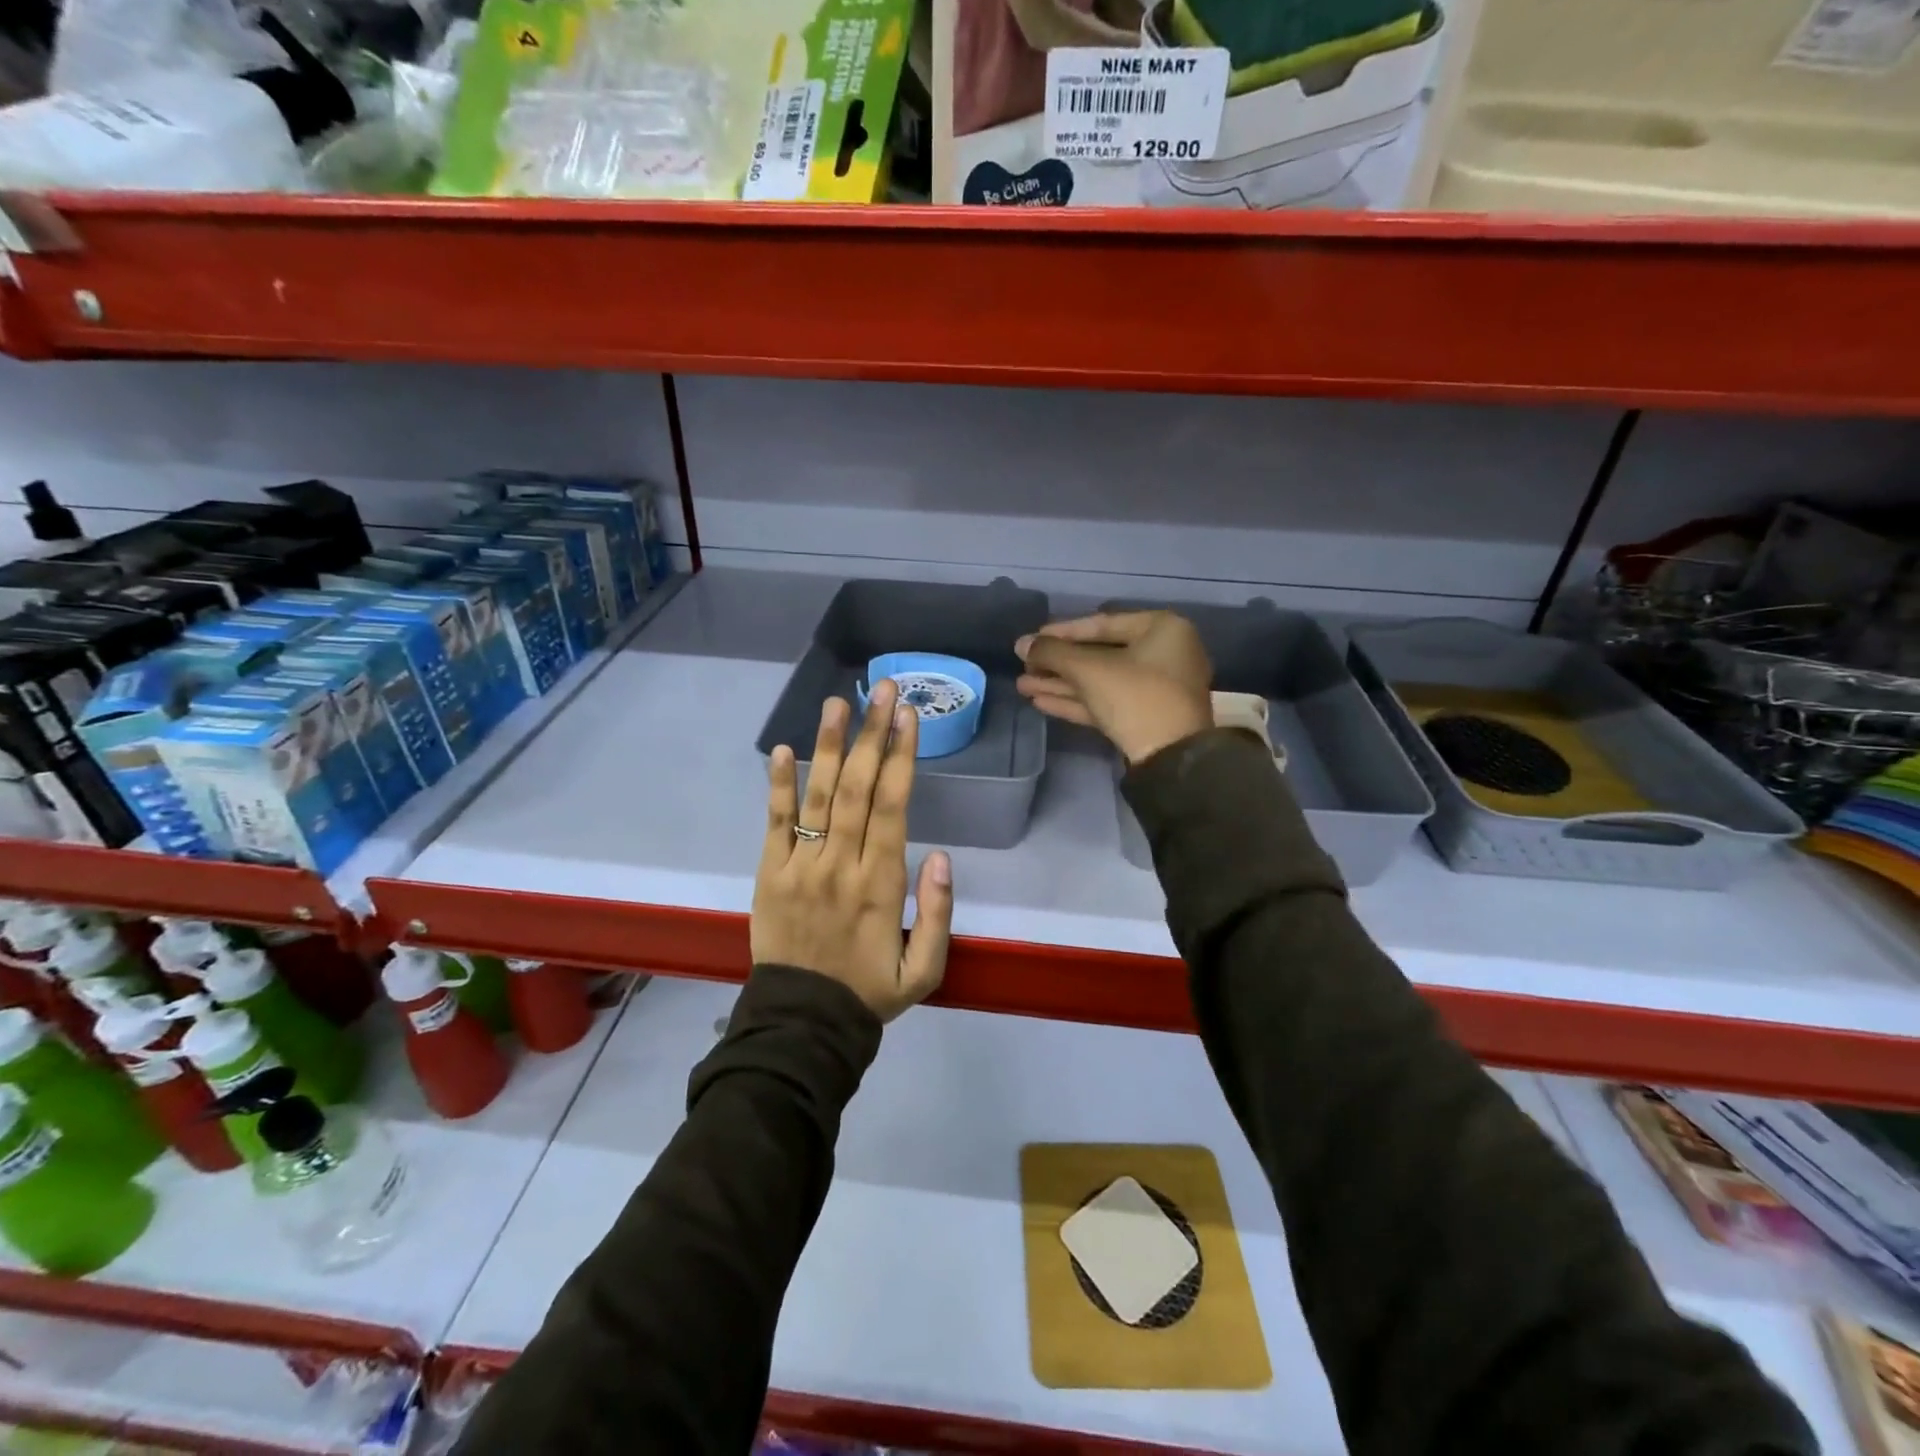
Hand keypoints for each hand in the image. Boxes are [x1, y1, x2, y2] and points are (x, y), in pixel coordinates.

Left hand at [752, 679, 953, 1022]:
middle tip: (883, 688)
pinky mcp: (768, 875)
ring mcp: (800, 867)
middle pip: (858, 788)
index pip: (893, 806)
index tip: (908, 716)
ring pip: (818, 797)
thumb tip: (941, 855)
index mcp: (881, 884)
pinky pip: (773, 824)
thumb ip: (938, 913)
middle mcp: (841, 865)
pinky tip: (783, 749)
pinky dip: (778, 786)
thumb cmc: (869, 992)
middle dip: (873, 735)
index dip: (902, 758)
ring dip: (829, 746)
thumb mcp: (925, 969)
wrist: (802, 1025)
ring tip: (837, 702)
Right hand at [1015, 611, 1212, 764]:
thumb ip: (1052, 653)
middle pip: (1099, 654)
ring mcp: (1158, 688)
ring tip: (1023, 685)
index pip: (1101, 624)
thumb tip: (1021, 643)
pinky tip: (1041, 701)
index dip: (1061, 633)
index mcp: (1162, 629)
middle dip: (1058, 664)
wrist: (1171, 759)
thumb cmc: (1135, 697)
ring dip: (1061, 684)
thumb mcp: (1089, 670)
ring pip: (1101, 680)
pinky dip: (1077, 700)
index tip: (1031, 640)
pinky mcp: (1147, 716)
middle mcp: (1164, 653)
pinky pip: (1108, 700)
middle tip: (1023, 666)